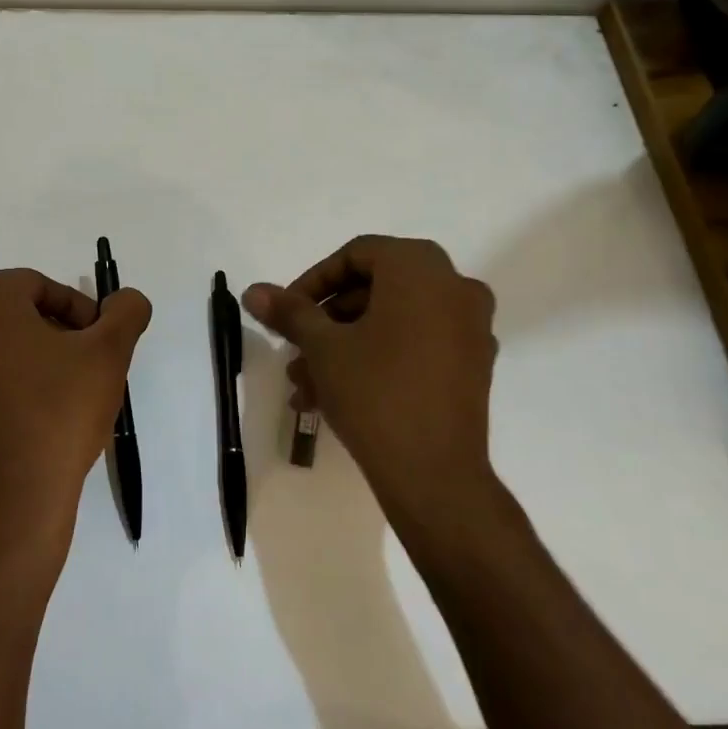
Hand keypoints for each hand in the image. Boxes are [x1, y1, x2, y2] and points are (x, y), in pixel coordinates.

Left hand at [0, 269, 151, 571]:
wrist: (11, 503)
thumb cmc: (59, 413)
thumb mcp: (110, 354)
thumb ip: (125, 311)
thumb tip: (125, 300)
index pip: (38, 288)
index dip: (76, 311)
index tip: (96, 344)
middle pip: (5, 320)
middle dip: (43, 337)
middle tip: (76, 371)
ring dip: (12, 369)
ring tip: (46, 404)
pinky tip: (15, 431)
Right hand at [243, 236, 501, 533]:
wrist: (435, 474)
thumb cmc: (375, 393)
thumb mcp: (323, 347)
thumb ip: (290, 312)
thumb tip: (253, 291)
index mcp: (420, 268)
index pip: (357, 254)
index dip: (313, 281)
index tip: (286, 313)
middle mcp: (455, 286)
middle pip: (375, 288)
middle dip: (326, 322)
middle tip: (295, 351)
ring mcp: (470, 326)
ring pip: (392, 322)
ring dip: (345, 346)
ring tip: (305, 385)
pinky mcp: (473, 364)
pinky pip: (417, 344)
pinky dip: (379, 358)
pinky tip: (337, 395)